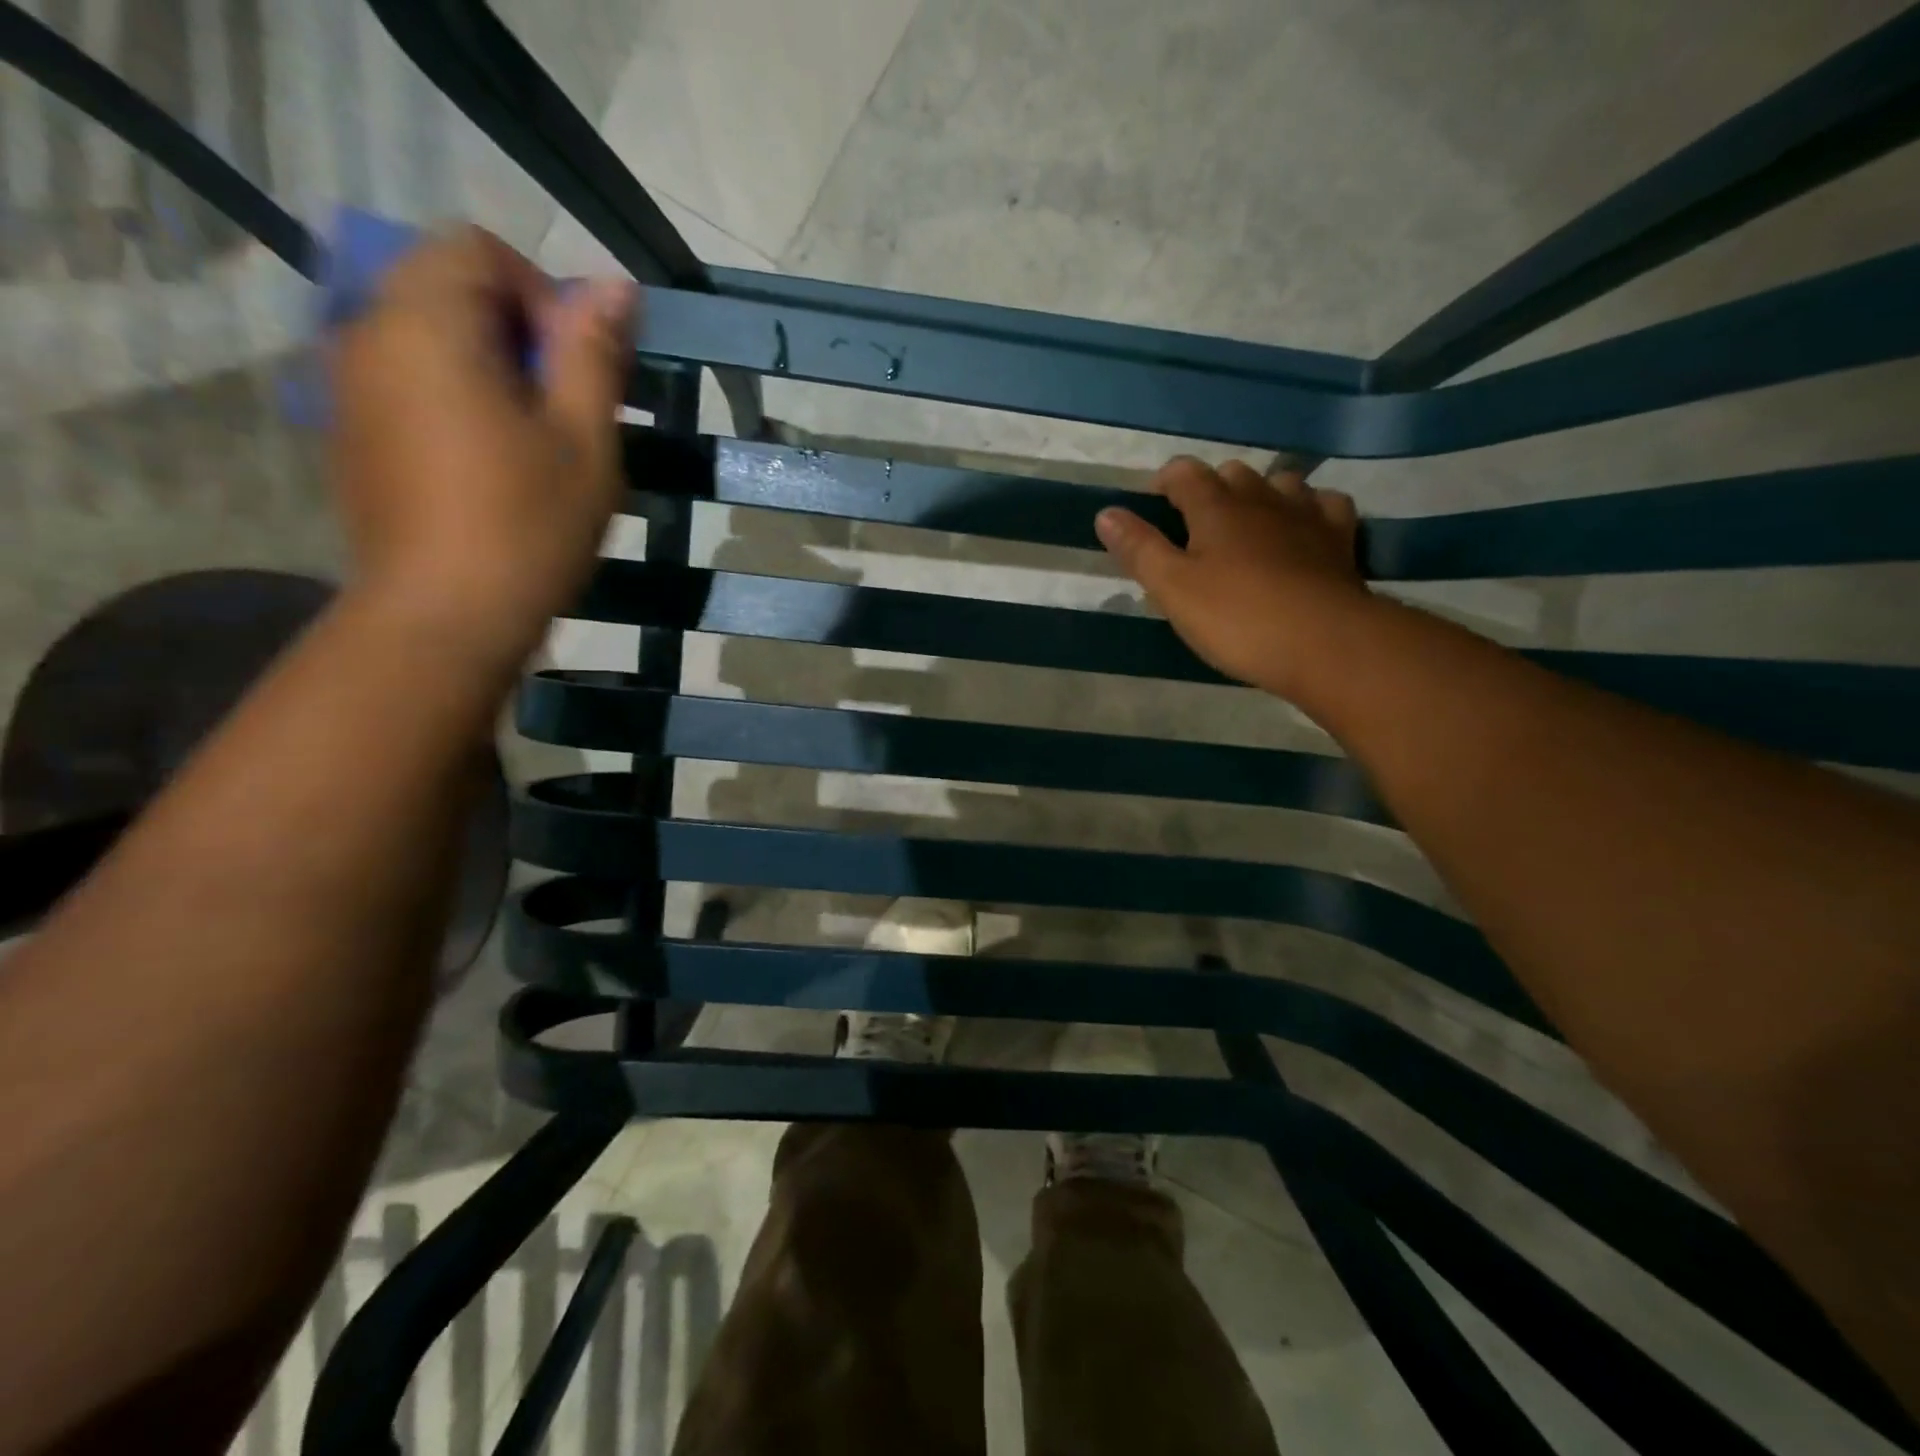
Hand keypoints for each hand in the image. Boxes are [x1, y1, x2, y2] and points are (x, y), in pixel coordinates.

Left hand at [329, 226, 633, 667]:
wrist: (443, 616)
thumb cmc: (527, 526)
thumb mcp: (583, 440)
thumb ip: (593, 353)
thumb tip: (616, 286)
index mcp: (426, 323)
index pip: (476, 248)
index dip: (542, 292)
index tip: (576, 368)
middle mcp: (367, 332)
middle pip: (445, 284)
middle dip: (517, 329)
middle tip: (565, 407)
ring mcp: (348, 384)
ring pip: (426, 334)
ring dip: (489, 364)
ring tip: (534, 439)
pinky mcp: (350, 430)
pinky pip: (406, 378)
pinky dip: (455, 394)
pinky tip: (491, 462)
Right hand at [1095, 457, 1368, 698]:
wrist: (1324, 642)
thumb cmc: (1237, 618)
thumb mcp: (1173, 589)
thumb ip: (1139, 549)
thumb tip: (1106, 513)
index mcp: (1216, 508)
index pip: (1185, 473)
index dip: (1165, 481)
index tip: (1153, 502)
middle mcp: (1262, 498)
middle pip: (1232, 473)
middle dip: (1210, 489)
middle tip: (1194, 524)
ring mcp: (1306, 514)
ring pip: (1280, 482)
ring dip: (1259, 494)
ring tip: (1247, 524)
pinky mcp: (1340, 538)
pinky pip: (1325, 504)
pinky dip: (1308, 508)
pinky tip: (1303, 528)